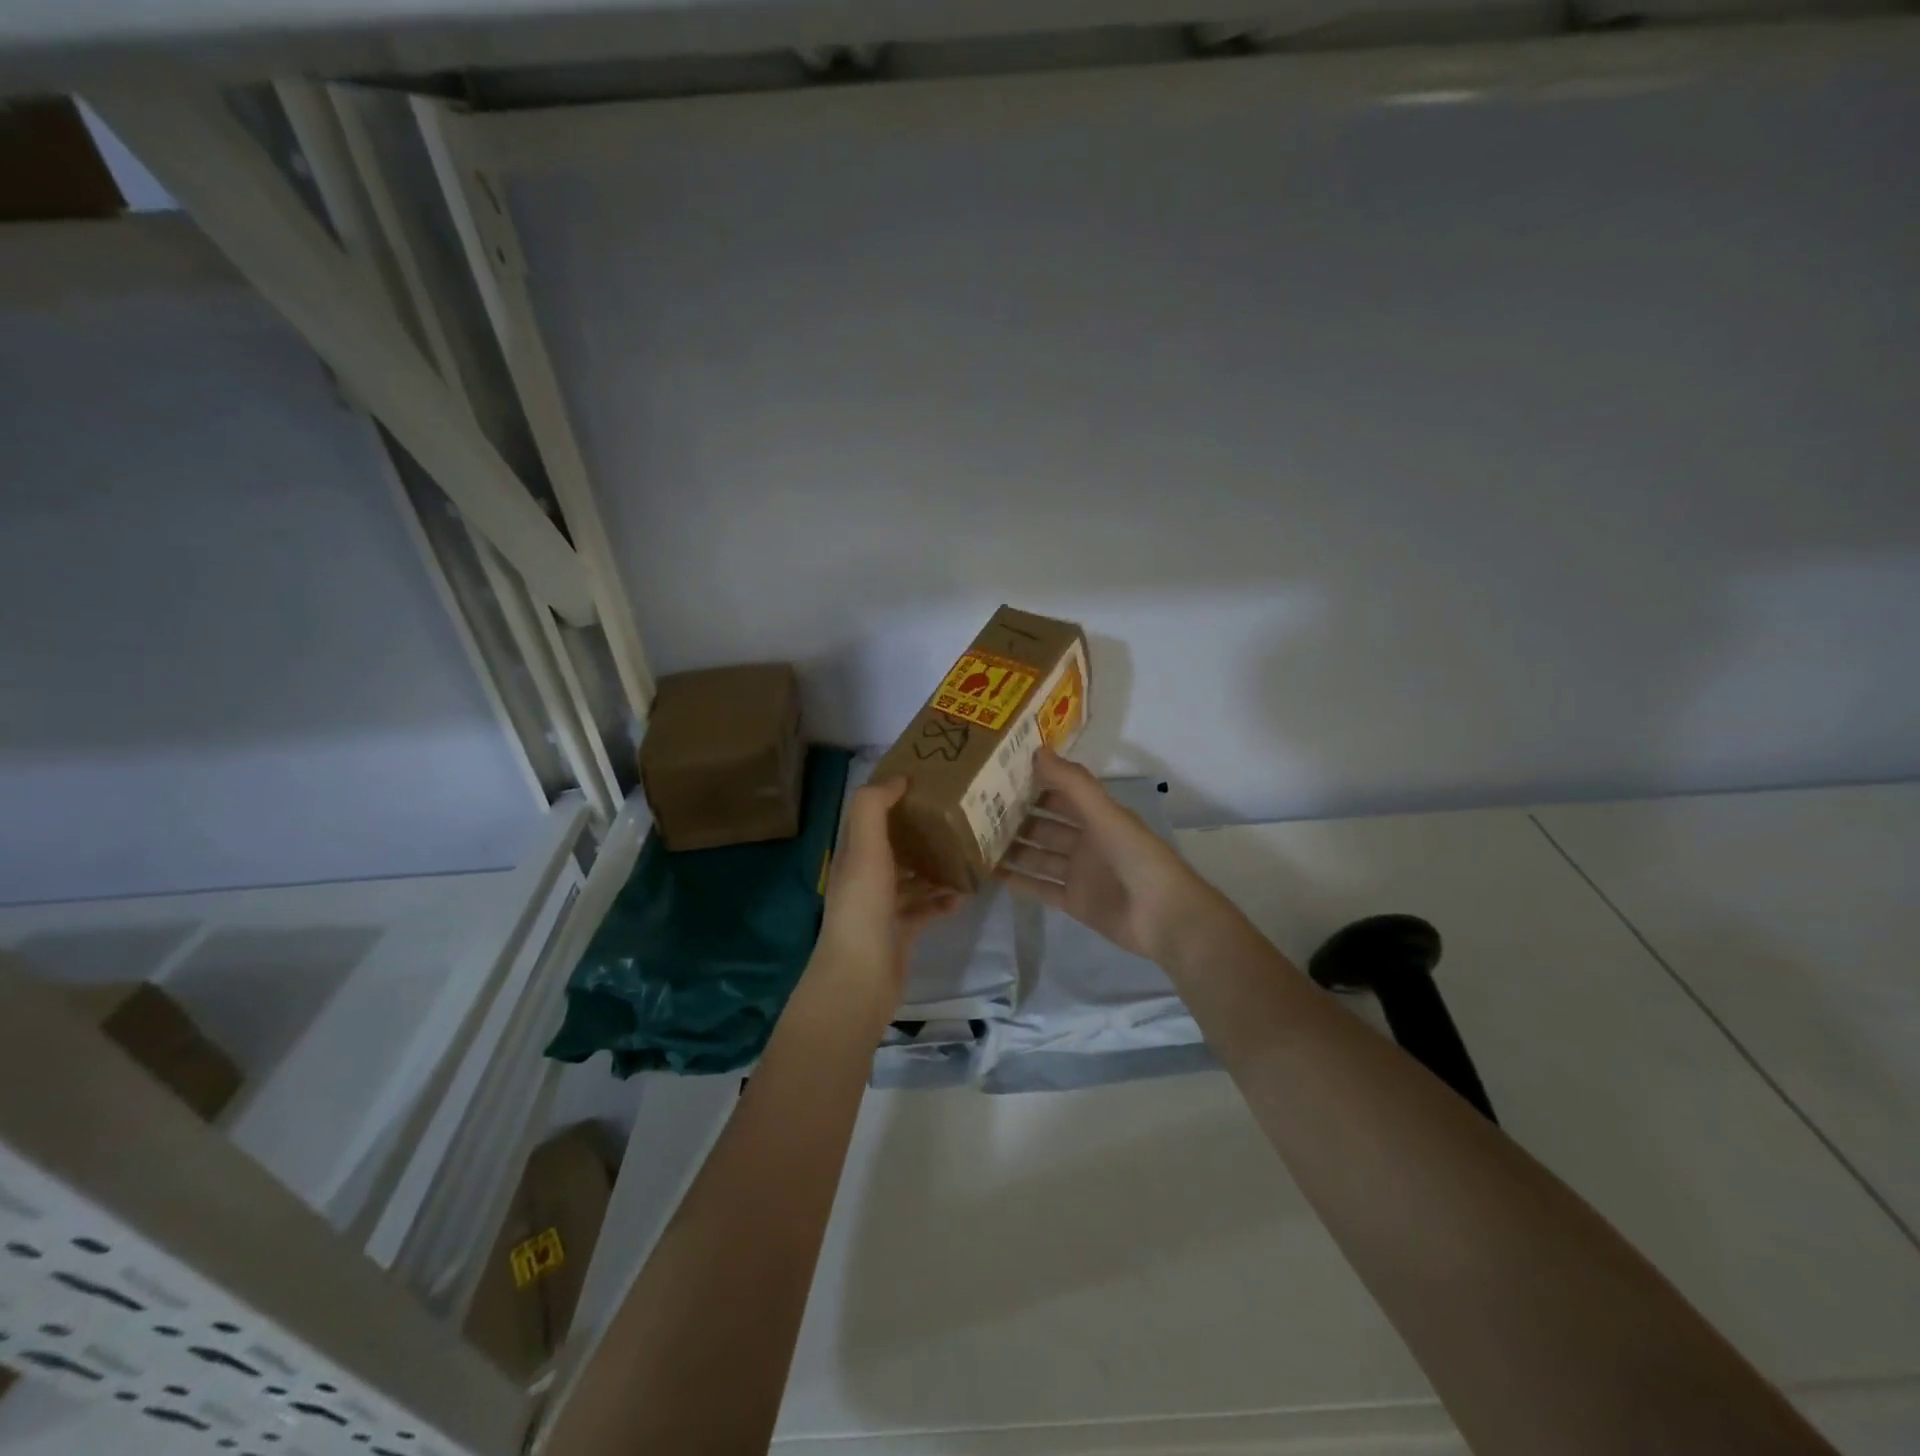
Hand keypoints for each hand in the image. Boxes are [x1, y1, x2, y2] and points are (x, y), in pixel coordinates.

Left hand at [819, 778, 965, 998]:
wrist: (861, 977)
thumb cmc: (863, 907)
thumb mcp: (864, 848)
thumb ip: (873, 808)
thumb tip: (897, 778)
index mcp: (854, 853)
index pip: (872, 815)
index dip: (894, 796)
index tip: (927, 780)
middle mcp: (866, 876)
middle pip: (896, 845)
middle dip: (922, 831)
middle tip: (958, 815)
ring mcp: (884, 906)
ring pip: (913, 877)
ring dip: (937, 866)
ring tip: (968, 852)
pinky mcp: (902, 930)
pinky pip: (926, 908)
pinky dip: (943, 900)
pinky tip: (963, 895)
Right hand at [998, 750, 1221, 964]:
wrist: (1162, 916)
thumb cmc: (1136, 857)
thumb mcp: (1105, 813)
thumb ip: (1073, 784)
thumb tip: (1037, 750)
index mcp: (1098, 816)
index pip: (1061, 794)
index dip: (1035, 783)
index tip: (999, 773)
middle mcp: (1086, 841)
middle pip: (1045, 825)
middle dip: (1017, 816)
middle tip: (977, 807)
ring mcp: (1079, 873)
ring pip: (1038, 855)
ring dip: (1013, 848)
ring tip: (976, 839)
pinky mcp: (1073, 902)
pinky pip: (1040, 887)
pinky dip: (1018, 881)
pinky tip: (991, 873)